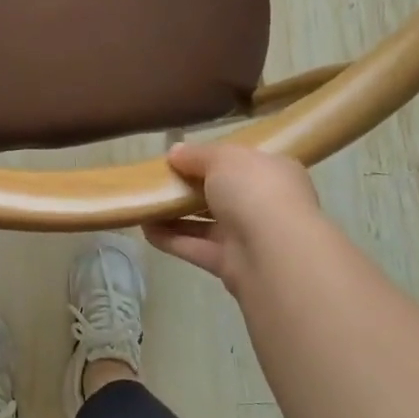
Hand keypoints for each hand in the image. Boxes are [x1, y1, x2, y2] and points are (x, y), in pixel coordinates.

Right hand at [145, 140, 323, 296]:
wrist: (274, 253)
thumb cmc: (254, 190)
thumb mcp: (222, 158)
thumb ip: (197, 154)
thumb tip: (175, 152)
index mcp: (273, 172)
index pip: (242, 162)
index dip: (212, 159)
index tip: (181, 157)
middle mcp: (265, 204)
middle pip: (222, 194)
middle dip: (190, 188)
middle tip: (158, 180)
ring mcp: (249, 237)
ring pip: (206, 223)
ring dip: (175, 215)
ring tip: (144, 203)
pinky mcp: (231, 265)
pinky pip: (196, 248)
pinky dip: (171, 239)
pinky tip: (145, 228)